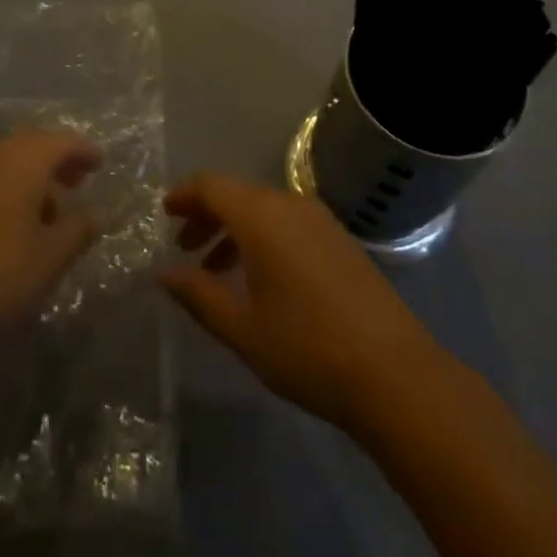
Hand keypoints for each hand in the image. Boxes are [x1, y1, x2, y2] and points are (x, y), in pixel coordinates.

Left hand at [0, 132, 101, 366]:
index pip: (61, 142)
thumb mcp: (50, 258)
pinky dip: (10, 188)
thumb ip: (78, 231)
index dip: (84, 150)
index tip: (100, 162)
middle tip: (79, 180)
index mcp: (23, 162)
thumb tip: (94, 215)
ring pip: (8, 162)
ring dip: (33, 175)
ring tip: (51, 208)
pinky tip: (16, 222)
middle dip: (58, 159)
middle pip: (32, 145)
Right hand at [161, 172, 442, 431]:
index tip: (164, 213)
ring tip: (213, 268)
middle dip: (206, 214)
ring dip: (233, 229)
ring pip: (263, 208)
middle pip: (237, 193)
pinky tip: (257, 278)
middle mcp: (290, 204)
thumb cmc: (307, 348)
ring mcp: (319, 219)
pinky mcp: (339, 238)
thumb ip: (198, 295)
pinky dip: (261, 237)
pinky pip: (287, 222)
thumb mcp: (242, 328)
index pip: (212, 185)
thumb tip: (163, 273)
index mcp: (262, 216)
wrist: (393, 371)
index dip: (184, 194)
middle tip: (183, 246)